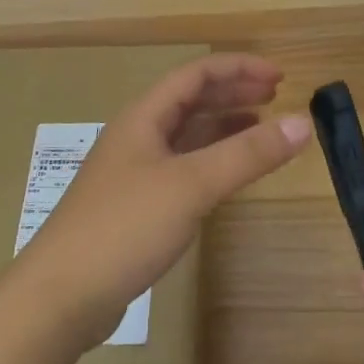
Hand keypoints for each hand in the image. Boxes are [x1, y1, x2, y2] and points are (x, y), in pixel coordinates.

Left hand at [13, 54, 311, 344]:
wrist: (60, 295)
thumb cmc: (125, 227)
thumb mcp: (191, 185)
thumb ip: (247, 154)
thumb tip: (302, 122)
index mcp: (144, 117)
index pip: (195, 74)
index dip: (238, 69)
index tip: (280, 77)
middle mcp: (137, 136)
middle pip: (189, 100)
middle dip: (232, 92)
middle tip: (275, 97)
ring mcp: (134, 172)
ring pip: (185, 135)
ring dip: (222, 125)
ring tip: (260, 127)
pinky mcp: (135, 206)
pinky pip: (181, 167)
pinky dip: (210, 160)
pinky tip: (227, 174)